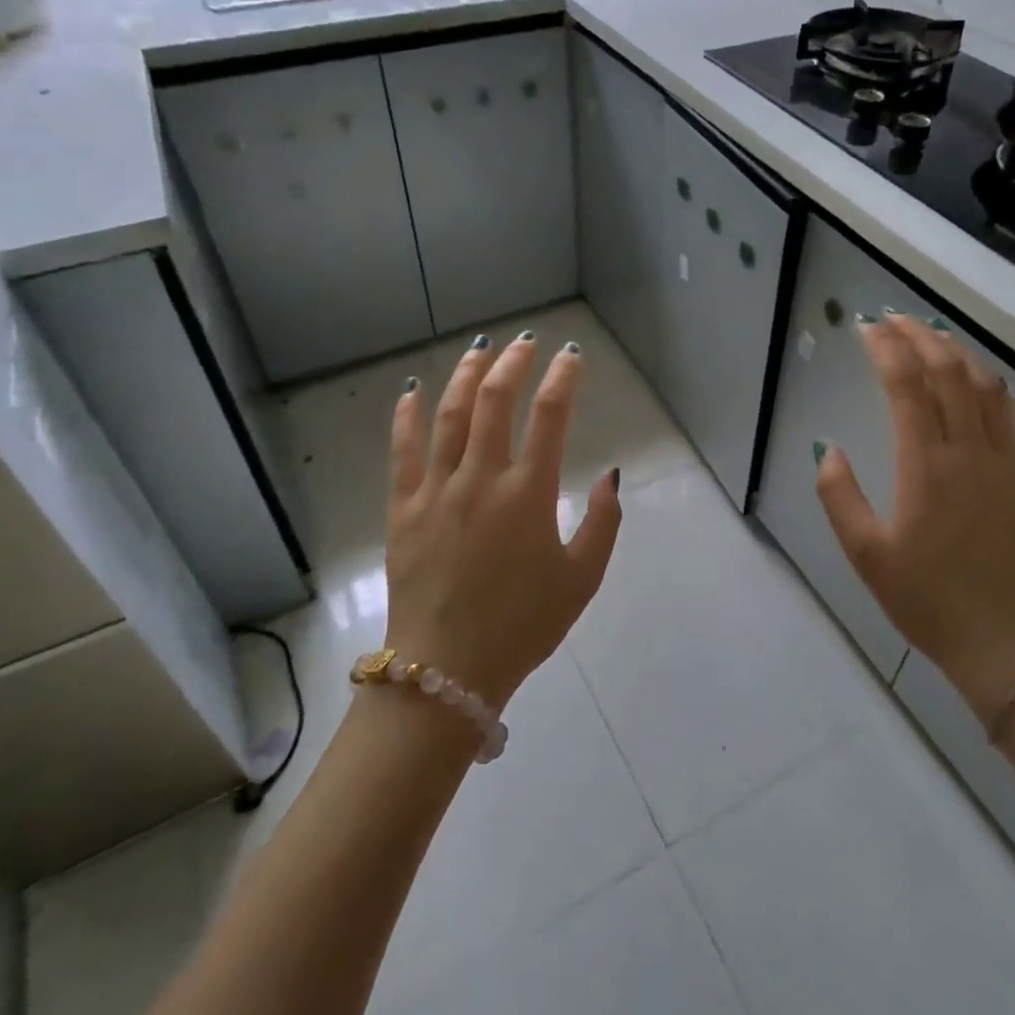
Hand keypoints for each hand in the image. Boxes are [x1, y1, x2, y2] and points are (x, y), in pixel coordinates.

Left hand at [384, 332, 622, 711]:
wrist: (445, 672)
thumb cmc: (522, 626)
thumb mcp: (582, 579)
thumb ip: (603, 523)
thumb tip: (611, 475)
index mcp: (528, 494)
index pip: (550, 416)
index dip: (563, 378)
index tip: (572, 356)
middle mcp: (481, 478)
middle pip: (495, 400)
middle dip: (513, 363)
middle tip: (525, 343)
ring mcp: (436, 490)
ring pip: (449, 415)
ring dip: (467, 376)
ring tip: (480, 349)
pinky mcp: (403, 508)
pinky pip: (403, 451)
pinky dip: (408, 416)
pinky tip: (412, 391)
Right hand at [814, 314, 1014, 722]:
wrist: (1008, 643)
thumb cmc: (928, 600)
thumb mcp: (866, 555)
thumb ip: (839, 496)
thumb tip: (828, 448)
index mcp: (925, 466)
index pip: (907, 385)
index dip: (886, 348)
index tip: (867, 328)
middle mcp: (968, 451)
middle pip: (947, 371)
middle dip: (919, 336)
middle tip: (892, 319)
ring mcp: (1003, 461)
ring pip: (983, 385)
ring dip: (955, 351)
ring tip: (929, 335)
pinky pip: (1008, 412)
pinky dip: (987, 382)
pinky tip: (973, 378)